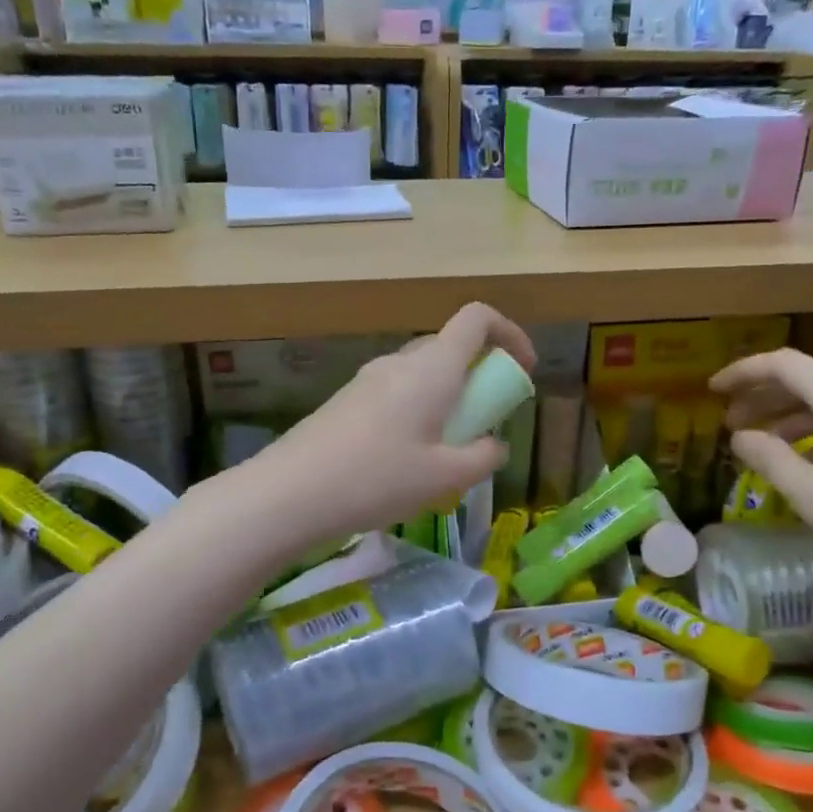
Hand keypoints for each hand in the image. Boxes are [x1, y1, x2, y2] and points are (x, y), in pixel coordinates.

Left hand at [251, 304, 535, 548]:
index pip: (477, 318)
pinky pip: (397, 393)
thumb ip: (483, 457)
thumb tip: (494, 445)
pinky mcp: (347, 401)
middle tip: (485, 423)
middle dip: (479, 377)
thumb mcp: (445, 477)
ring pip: (423, 374)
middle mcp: (400, 362)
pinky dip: (418, 412)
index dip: (509, 333)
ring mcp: (368, 379)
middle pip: (450, 347)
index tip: (522, 369)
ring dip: (447, 399)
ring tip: (446, 452)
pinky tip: (406, 461)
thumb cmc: (378, 478)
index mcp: (432, 368)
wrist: (291, 492)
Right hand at [710, 348, 812, 620]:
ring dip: (791, 417)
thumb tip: (739, 436)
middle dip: (763, 396)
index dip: (744, 372)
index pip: (787, 365)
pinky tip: (806, 463)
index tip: (711, 390)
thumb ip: (771, 460)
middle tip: (728, 423)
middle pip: (810, 379)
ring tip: (760, 445)